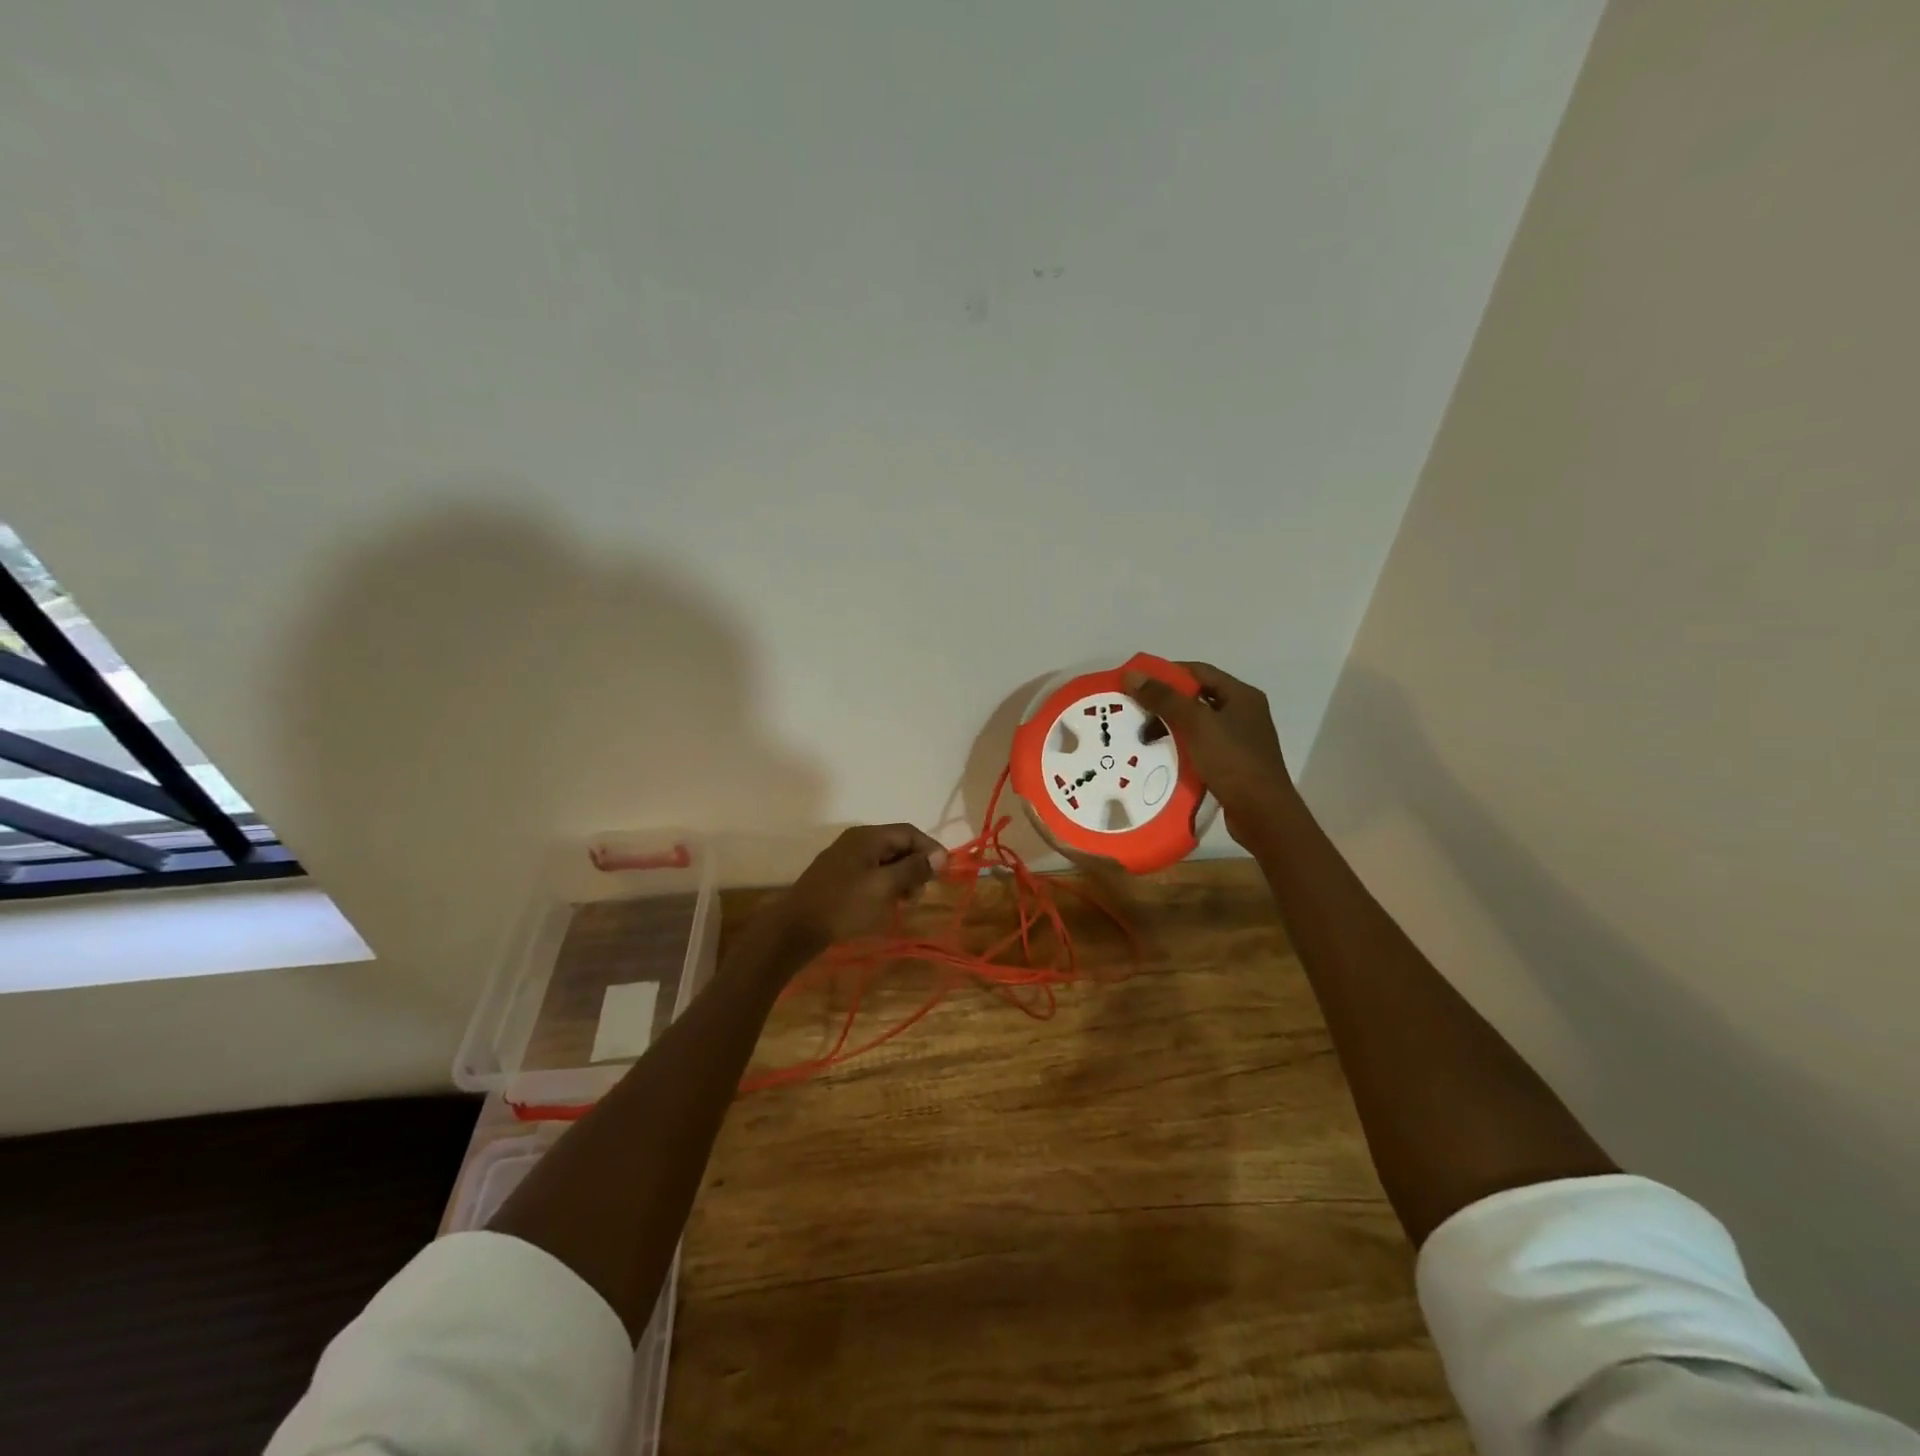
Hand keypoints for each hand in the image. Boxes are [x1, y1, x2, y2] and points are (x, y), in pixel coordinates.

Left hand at [770, 823, 946, 950]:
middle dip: (915, 866)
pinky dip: (884, 884)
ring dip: (900, 878)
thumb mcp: (884, 887)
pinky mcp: (838, 875)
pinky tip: (884, 904)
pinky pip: (870, 872)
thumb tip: (940, 856)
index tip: (944, 873)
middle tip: (919, 894)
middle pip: (897, 845)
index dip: (930, 849)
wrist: (795, 928)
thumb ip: (913, 869)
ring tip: (903, 903)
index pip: (909, 832)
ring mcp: (845, 857)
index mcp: (868, 837)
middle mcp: (856, 840)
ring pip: (884, 860)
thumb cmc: (843, 906)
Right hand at [1122, 661, 1294, 845]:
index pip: (1199, 671)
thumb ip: (1165, 698)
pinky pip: (1200, 748)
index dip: (1167, 673)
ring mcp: (1239, 740)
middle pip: (1197, 698)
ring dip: (1170, 728)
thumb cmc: (1233, 761)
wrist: (1262, 813)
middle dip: (1165, 704)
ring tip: (1141, 738)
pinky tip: (1160, 757)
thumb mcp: (1197, 724)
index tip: (1137, 683)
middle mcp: (1243, 713)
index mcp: (1241, 696)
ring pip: (1197, 725)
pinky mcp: (1232, 765)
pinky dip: (1180, 748)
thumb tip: (1132, 675)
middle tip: (1134, 713)